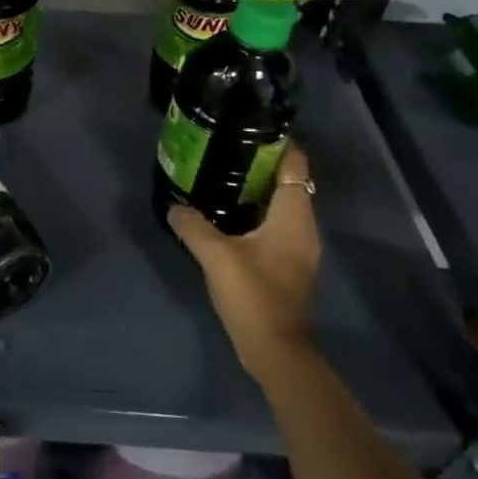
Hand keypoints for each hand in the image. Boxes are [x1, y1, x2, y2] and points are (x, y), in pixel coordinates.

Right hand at [168, 144, 320, 379]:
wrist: (277, 352)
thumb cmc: (254, 296)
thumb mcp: (216, 256)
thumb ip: (193, 225)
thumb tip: (174, 206)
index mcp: (294, 216)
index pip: (296, 164)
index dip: (278, 142)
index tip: (248, 126)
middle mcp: (303, 226)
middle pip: (287, 181)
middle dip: (259, 162)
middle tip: (223, 147)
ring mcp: (297, 247)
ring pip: (279, 203)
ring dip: (255, 188)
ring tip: (218, 174)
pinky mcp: (286, 263)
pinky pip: (273, 223)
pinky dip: (254, 211)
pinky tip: (224, 214)